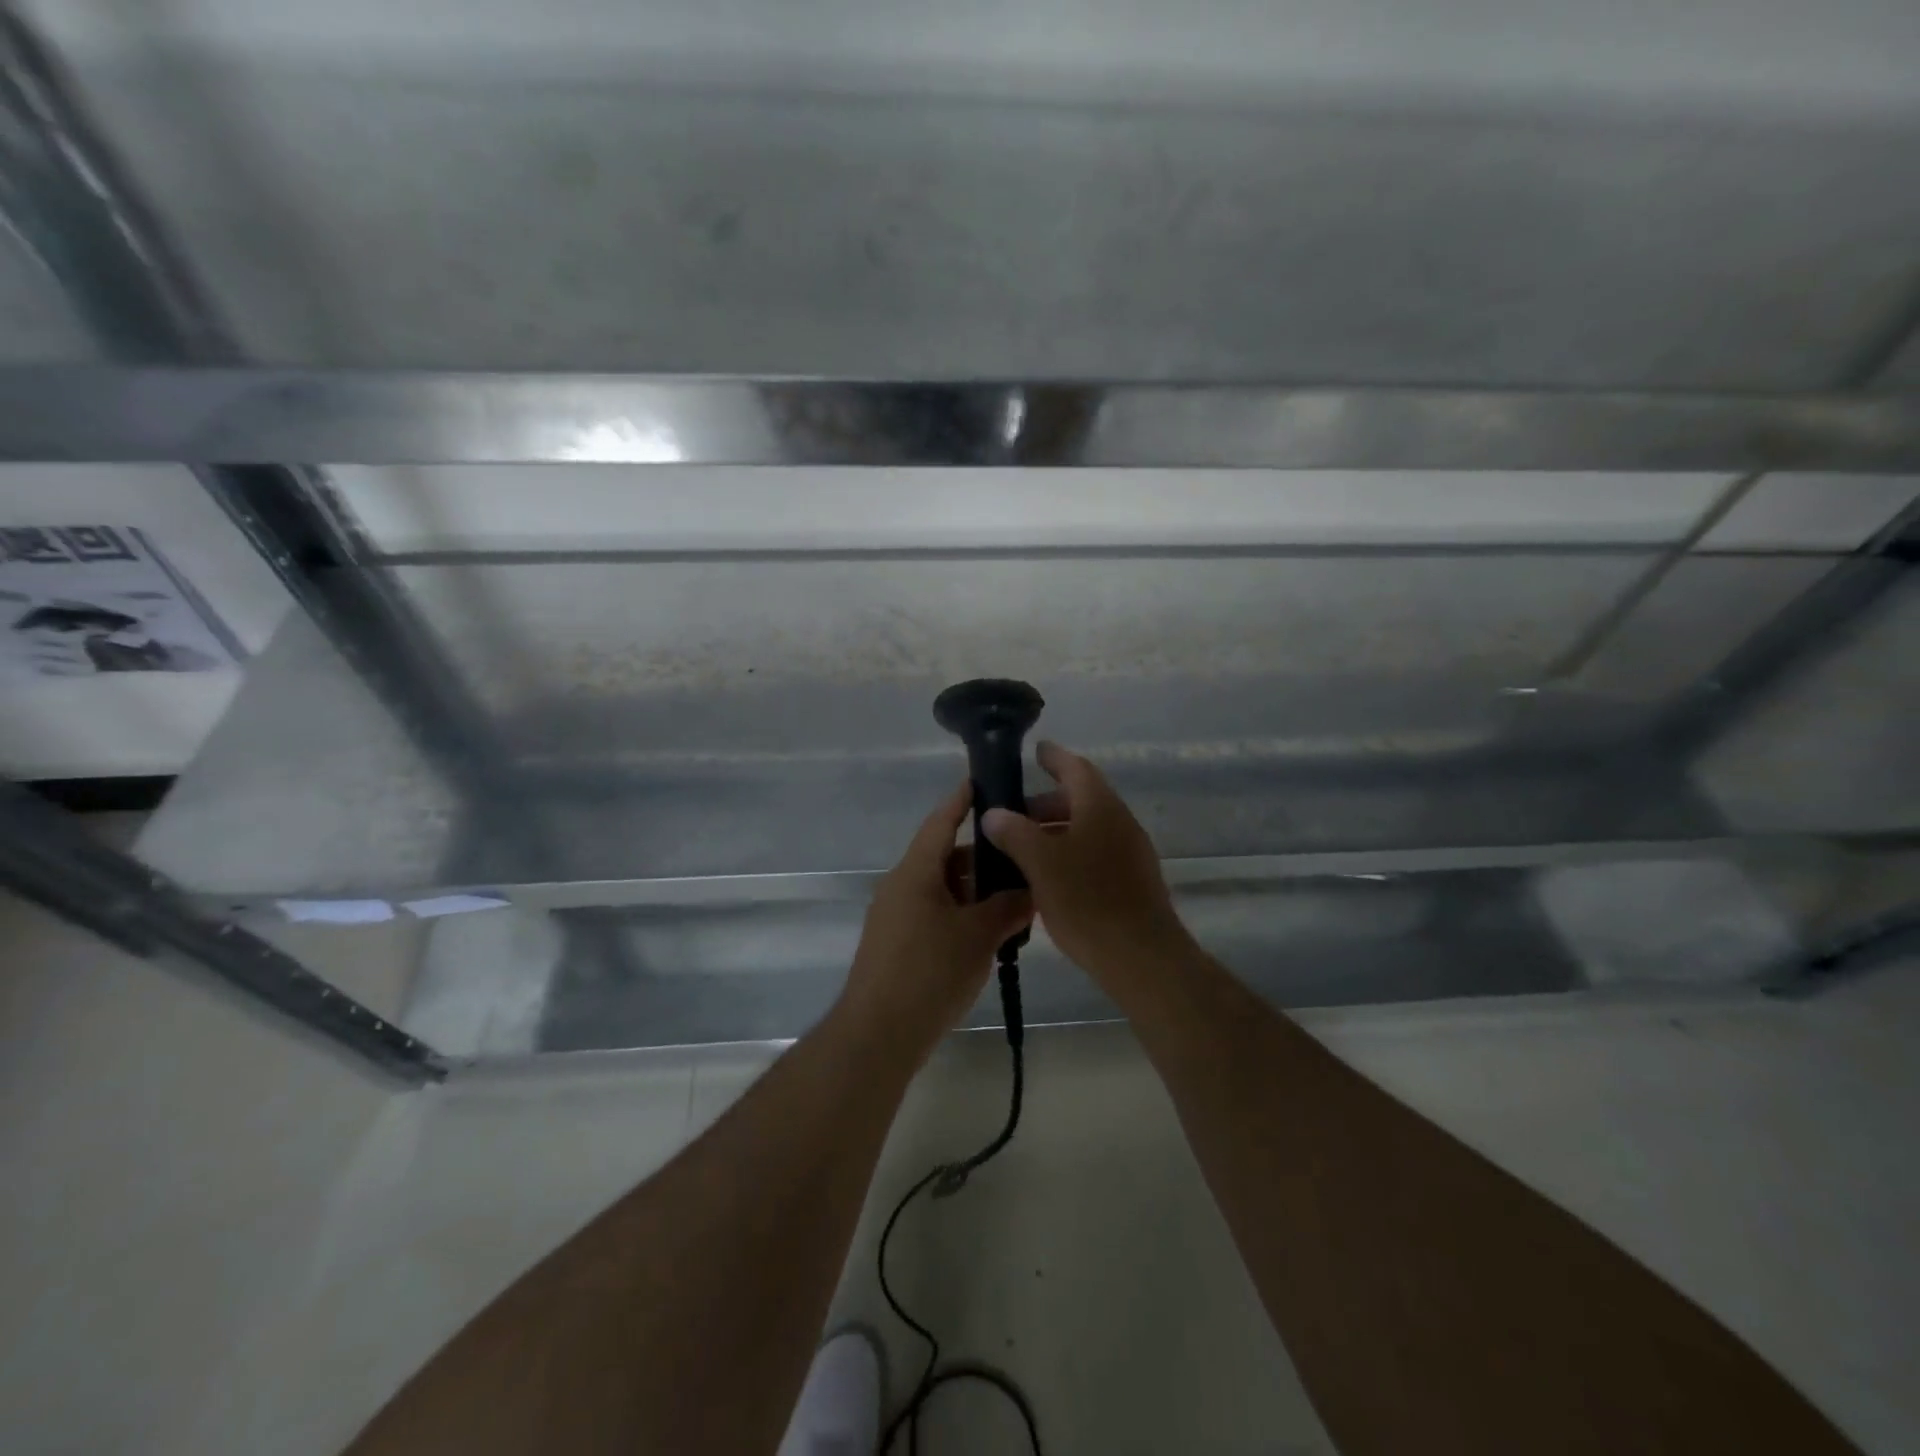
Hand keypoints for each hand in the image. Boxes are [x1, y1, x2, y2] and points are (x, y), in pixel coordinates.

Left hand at [840, 783, 1033, 1048]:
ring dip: (975, 890)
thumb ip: (1008, 908)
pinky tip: (991, 930)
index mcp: (915, 872)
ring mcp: (896, 916)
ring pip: (942, 889)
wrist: (878, 1034)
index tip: (984, 780)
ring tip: (1016, 895)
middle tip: (1022, 853)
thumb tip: (1031, 891)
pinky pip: (934, 913)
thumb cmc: (929, 973)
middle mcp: (901, 886)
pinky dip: (962, 913)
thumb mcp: (978, 937)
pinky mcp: (897, 944)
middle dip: (983, 856)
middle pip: (945, 857)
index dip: (962, 800)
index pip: (941, 822)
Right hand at [981, 742, 1191, 981]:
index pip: (1076, 769)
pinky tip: (1048, 878)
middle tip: (1013, 815)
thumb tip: (994, 813)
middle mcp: (1120, 822)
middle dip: (1046, 804)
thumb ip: (1014, 833)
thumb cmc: (1087, 901)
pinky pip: (1096, 853)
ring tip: (1023, 849)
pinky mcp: (1133, 881)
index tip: (1036, 750)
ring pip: (1088, 829)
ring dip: (1056, 831)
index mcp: (1100, 807)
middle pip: (1081, 800)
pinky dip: (1070, 853)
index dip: (1054, 758)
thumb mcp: (1040, 864)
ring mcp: (1131, 853)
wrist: (1142, 957)